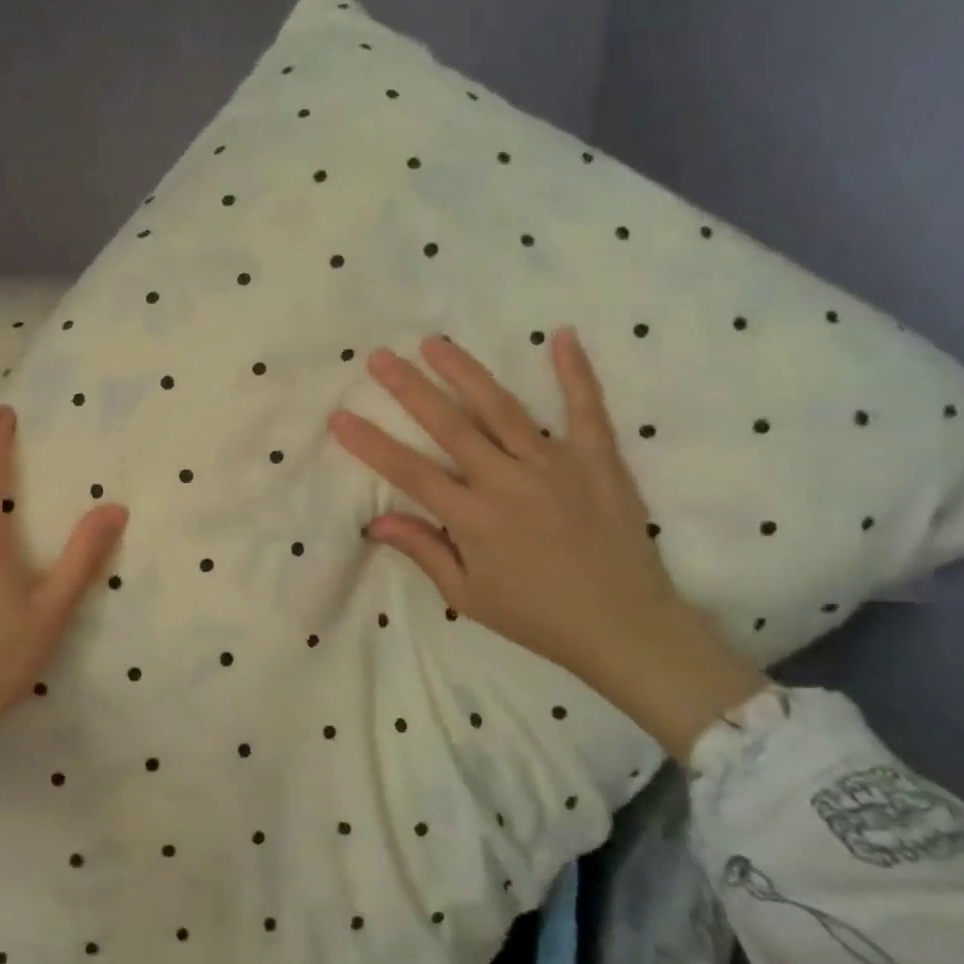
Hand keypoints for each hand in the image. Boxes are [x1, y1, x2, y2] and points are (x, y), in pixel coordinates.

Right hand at [328, 330, 764, 759]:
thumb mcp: (466, 595)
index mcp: (473, 518)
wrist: (624, 627)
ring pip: (501, 408)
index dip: (370, 443)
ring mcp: (555, 465)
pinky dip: (575, 372)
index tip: (339, 416)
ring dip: (465, 372)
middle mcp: (508, 481)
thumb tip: (376, 521)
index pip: (409, 471)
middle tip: (380, 357)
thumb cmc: (536, 616)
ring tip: (435, 342)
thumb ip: (423, 550)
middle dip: (409, 388)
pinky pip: (586, 409)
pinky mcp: (598, 460)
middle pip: (449, 426)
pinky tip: (561, 336)